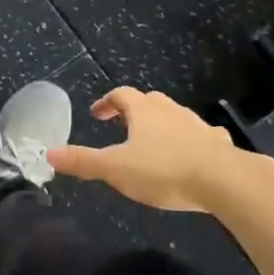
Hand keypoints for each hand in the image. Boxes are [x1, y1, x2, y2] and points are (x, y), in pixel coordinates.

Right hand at [48, 87, 239, 211]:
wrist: (223, 180)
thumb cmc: (163, 170)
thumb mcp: (115, 168)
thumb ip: (83, 161)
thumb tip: (50, 153)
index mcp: (144, 111)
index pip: (121, 95)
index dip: (107, 102)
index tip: (97, 113)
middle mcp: (170, 111)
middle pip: (149, 102)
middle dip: (134, 111)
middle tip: (122, 125)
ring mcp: (197, 124)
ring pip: (175, 117)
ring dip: (161, 125)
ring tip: (152, 144)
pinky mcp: (217, 143)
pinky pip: (200, 136)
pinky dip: (190, 141)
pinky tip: (190, 157)